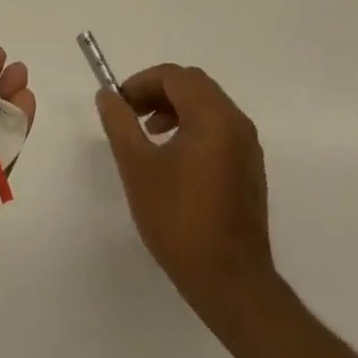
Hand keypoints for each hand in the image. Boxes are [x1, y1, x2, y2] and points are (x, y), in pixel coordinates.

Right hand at [94, 64, 276, 326]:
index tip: (118, 105)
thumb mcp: (138, 167)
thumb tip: (107, 96)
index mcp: (213, 117)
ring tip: (148, 136)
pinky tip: (173, 160)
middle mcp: (236, 123)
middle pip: (194, 85)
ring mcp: (248, 147)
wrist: (230, 281)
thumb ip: (120, 124)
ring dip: (175, 109)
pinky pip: (219, 129)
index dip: (141, 83)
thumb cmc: (179, 220)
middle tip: (131, 115)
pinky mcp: (249, 168)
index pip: (175, 76)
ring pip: (208, 106)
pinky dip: (192, 127)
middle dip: (157, 92)